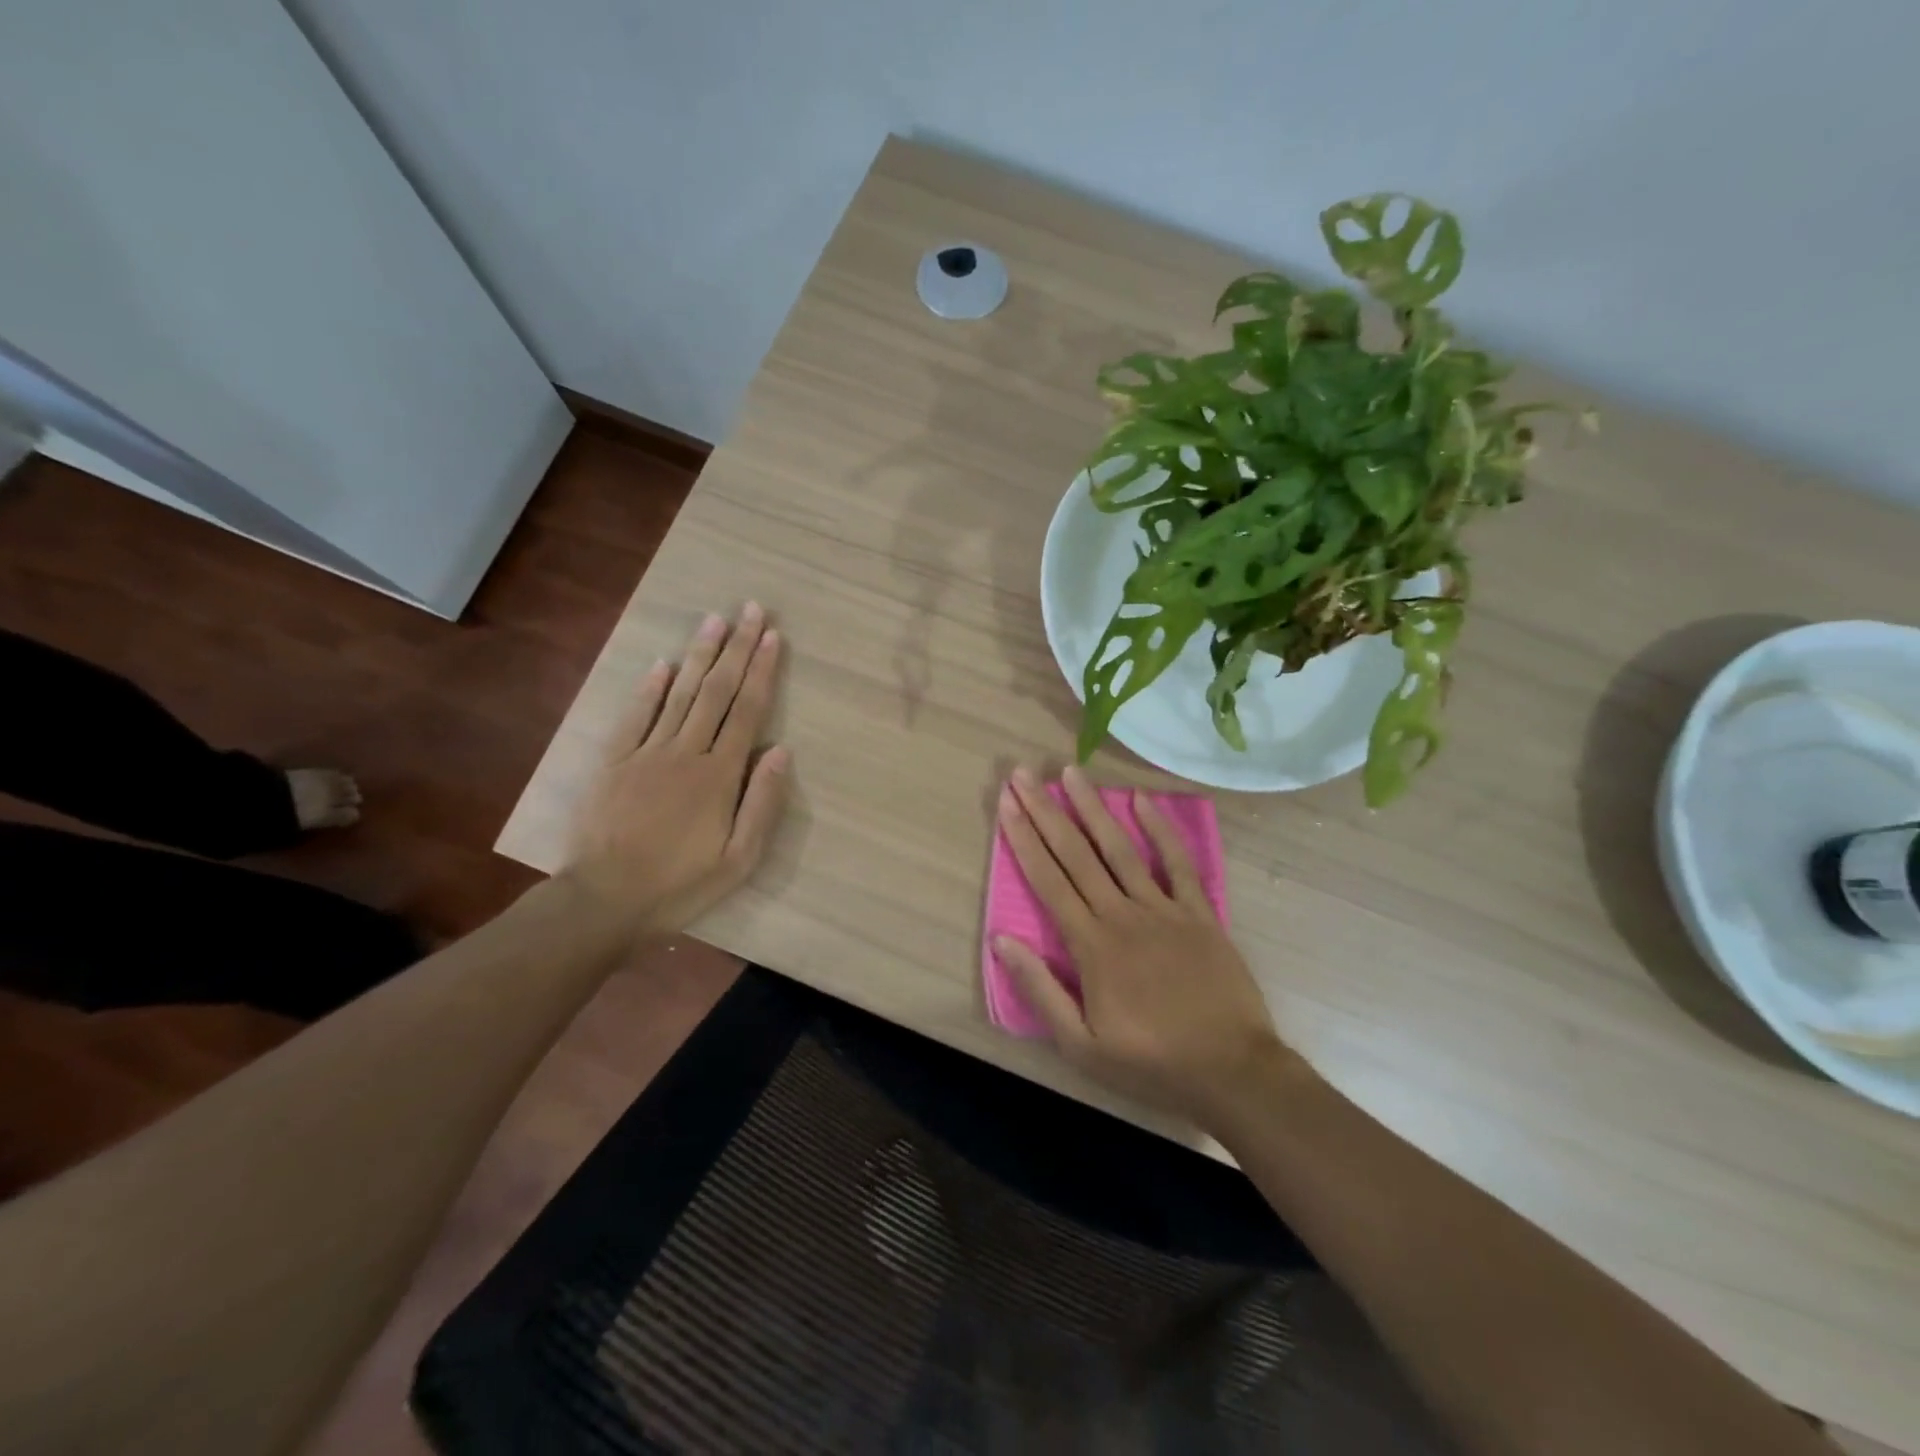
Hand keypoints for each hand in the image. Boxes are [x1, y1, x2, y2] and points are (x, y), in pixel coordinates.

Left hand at [563, 604, 790, 937]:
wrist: (604, 901)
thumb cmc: (681, 885)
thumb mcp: (739, 859)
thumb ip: (763, 803)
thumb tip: (782, 751)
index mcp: (719, 776)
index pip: (746, 712)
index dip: (762, 672)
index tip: (773, 637)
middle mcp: (685, 753)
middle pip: (716, 692)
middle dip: (737, 649)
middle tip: (751, 610)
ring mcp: (646, 754)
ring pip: (678, 694)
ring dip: (699, 655)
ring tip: (714, 620)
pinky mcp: (614, 763)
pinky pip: (634, 717)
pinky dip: (649, 688)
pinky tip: (661, 663)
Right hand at [994, 764, 1302, 1124]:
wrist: (1231, 1070)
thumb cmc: (1150, 1062)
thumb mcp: (1081, 1045)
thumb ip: (1040, 990)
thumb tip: (1002, 941)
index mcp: (1091, 945)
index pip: (1048, 881)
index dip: (1024, 839)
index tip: (1007, 804)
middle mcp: (1122, 914)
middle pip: (1076, 854)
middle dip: (1046, 812)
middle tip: (1024, 775)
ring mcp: (1163, 909)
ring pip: (1120, 849)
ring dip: (1093, 808)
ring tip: (1071, 773)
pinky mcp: (1198, 913)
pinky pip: (1178, 863)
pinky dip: (1161, 830)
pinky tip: (1143, 800)